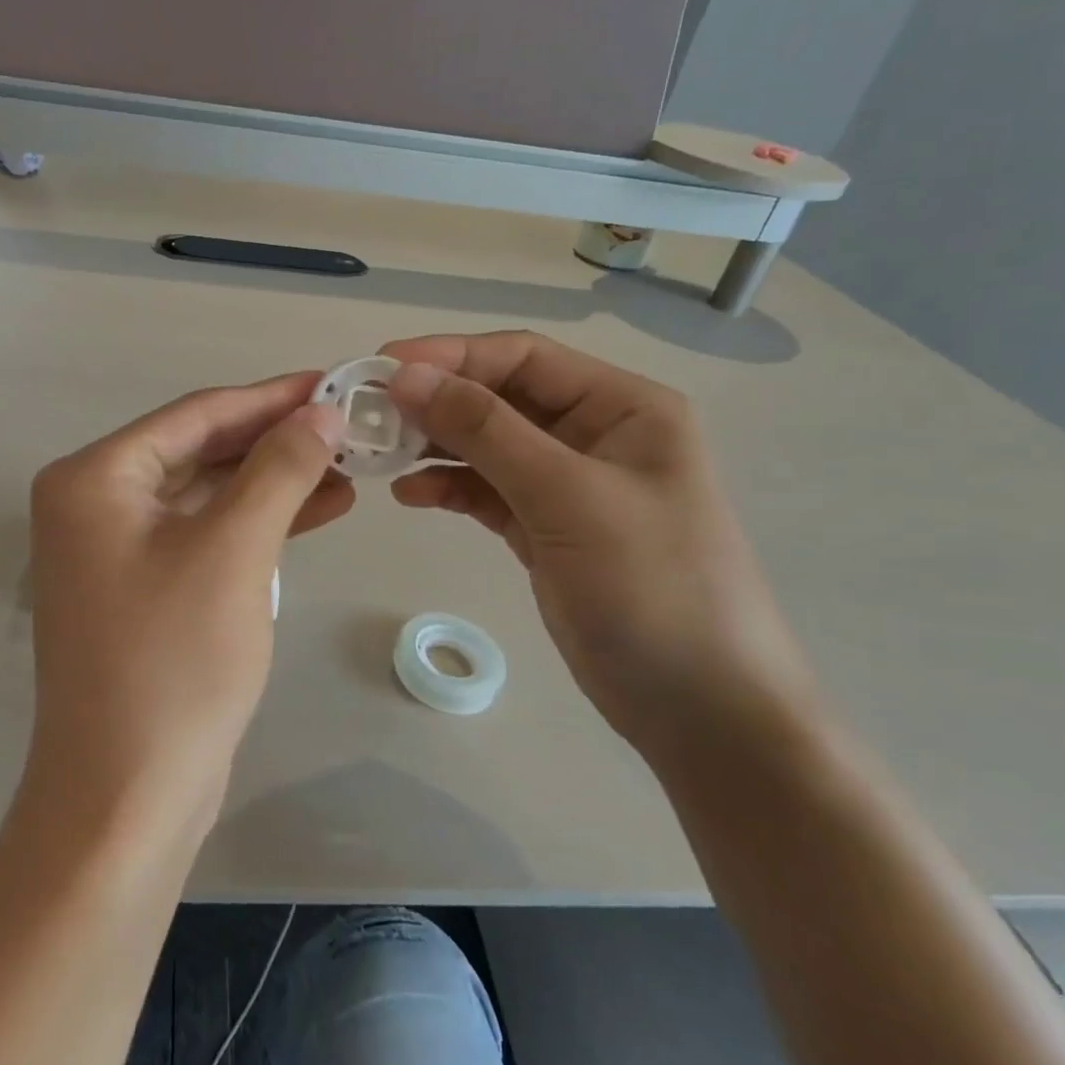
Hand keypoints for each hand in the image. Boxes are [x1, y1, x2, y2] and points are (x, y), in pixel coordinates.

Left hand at [27, 373, 349, 828]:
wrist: (127, 796)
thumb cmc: (174, 662)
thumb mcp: (234, 551)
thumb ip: (279, 469)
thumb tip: (323, 412)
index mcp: (94, 478)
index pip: (196, 415)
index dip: (270, 397)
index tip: (334, 382)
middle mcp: (94, 504)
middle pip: (200, 450)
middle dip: (276, 441)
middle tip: (350, 426)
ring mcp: (116, 550)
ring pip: (208, 494)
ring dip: (275, 482)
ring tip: (349, 468)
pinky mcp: (144, 588)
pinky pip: (207, 535)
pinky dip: (258, 523)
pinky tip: (318, 509)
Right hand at [382, 331, 810, 752]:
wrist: (699, 708)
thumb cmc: (651, 585)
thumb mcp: (567, 495)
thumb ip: (484, 430)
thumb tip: (405, 377)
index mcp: (622, 406)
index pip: (522, 357)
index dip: (450, 356)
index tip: (380, 368)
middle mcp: (594, 433)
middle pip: (499, 397)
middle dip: (435, 401)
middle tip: (366, 413)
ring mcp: (566, 483)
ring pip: (486, 445)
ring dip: (433, 445)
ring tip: (378, 455)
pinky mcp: (544, 528)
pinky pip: (485, 491)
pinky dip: (447, 487)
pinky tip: (408, 495)